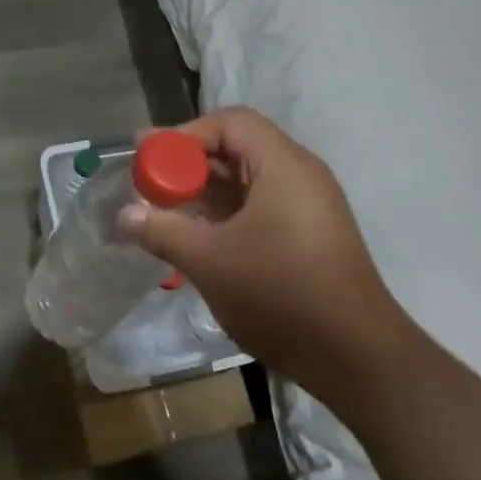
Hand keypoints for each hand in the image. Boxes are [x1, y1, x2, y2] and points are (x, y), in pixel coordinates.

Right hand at [119, 108, 408, 385]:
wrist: (355, 357)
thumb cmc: (280, 295)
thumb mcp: (210, 261)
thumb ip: (163, 230)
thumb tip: (124, 214)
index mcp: (283, 166)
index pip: (230, 122)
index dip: (185, 134)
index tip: (148, 156)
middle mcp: (299, 176)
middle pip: (237, 148)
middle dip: (189, 162)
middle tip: (148, 182)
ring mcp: (307, 208)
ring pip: (247, 181)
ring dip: (204, 190)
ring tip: (164, 208)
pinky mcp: (308, 237)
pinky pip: (259, 207)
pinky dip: (225, 213)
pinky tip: (197, 235)